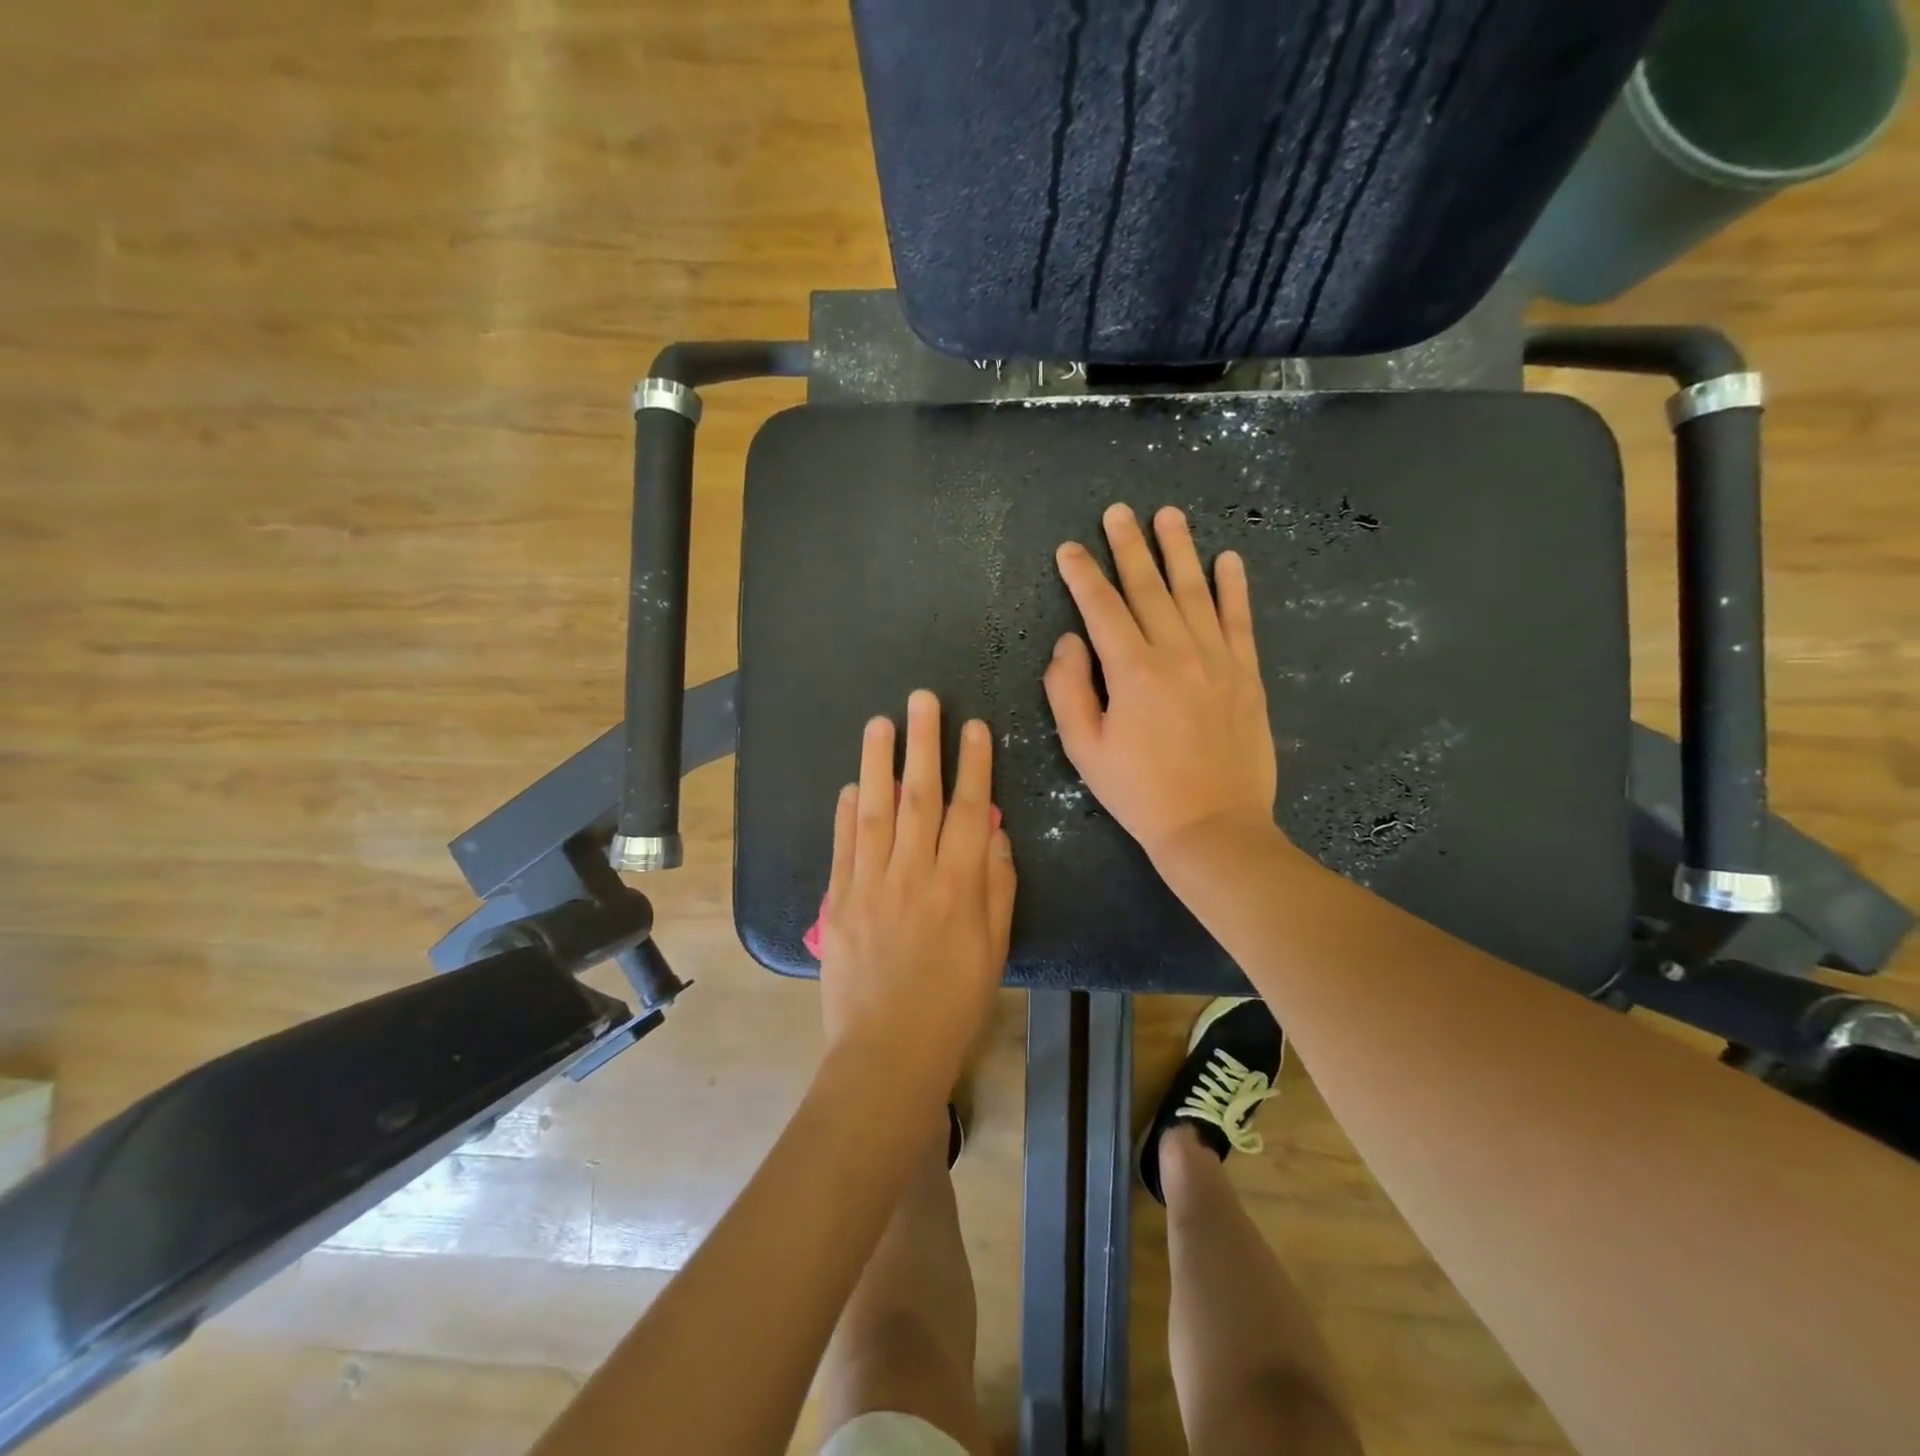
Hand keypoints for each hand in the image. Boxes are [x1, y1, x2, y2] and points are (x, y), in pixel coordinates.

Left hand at [818, 690, 1016, 1100]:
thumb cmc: (954, 1003)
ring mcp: (870, 884)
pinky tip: (850, 785)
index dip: (974, 765)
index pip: (970, 811)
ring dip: (878, 763)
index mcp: (959, 886)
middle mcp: (913, 874)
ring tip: (880, 723)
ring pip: (874, 810)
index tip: (974, 727)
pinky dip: (845, 812)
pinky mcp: (838, 901)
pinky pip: (842, 846)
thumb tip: (995, 834)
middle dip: (924, 744)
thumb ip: (998, 886)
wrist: (887, 1051)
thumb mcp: (995, 949)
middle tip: (923, 700)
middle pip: (920, 797)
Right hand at [1045, 503, 1279, 867]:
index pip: (1101, 608)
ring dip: (1179, 550)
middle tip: (1117, 511)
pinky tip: (1227, 558)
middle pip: (1148, 587)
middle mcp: (1177, 653)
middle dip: (1128, 546)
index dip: (1082, 575)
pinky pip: (1239, 620)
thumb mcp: (1084, 749)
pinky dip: (1233, 586)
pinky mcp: (1247, 674)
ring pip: (1195, 592)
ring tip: (1168, 515)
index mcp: (1133, 671)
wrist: (1212, 826)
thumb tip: (1069, 641)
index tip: (1068, 549)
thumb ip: (1068, 689)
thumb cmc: (1139, 792)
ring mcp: (1218, 660)